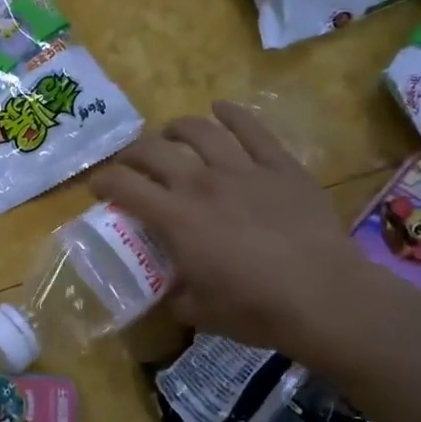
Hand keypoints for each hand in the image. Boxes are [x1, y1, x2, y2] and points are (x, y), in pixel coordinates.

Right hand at [90, 101, 380, 361]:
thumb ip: (173, 294)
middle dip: (132, 153)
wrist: (323, 297)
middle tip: (131, 164)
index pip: (123, 186)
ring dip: (176, 128)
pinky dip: (232, 114)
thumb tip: (165, 290)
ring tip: (171, 134)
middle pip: (153, 150)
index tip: (97, 187)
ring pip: (199, 131)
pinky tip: (221, 109)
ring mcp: (242, 170)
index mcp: (175, 218)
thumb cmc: (255, 309)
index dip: (102, 181)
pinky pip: (252, 129)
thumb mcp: (197, 312)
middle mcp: (201, 184)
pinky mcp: (280, 166)